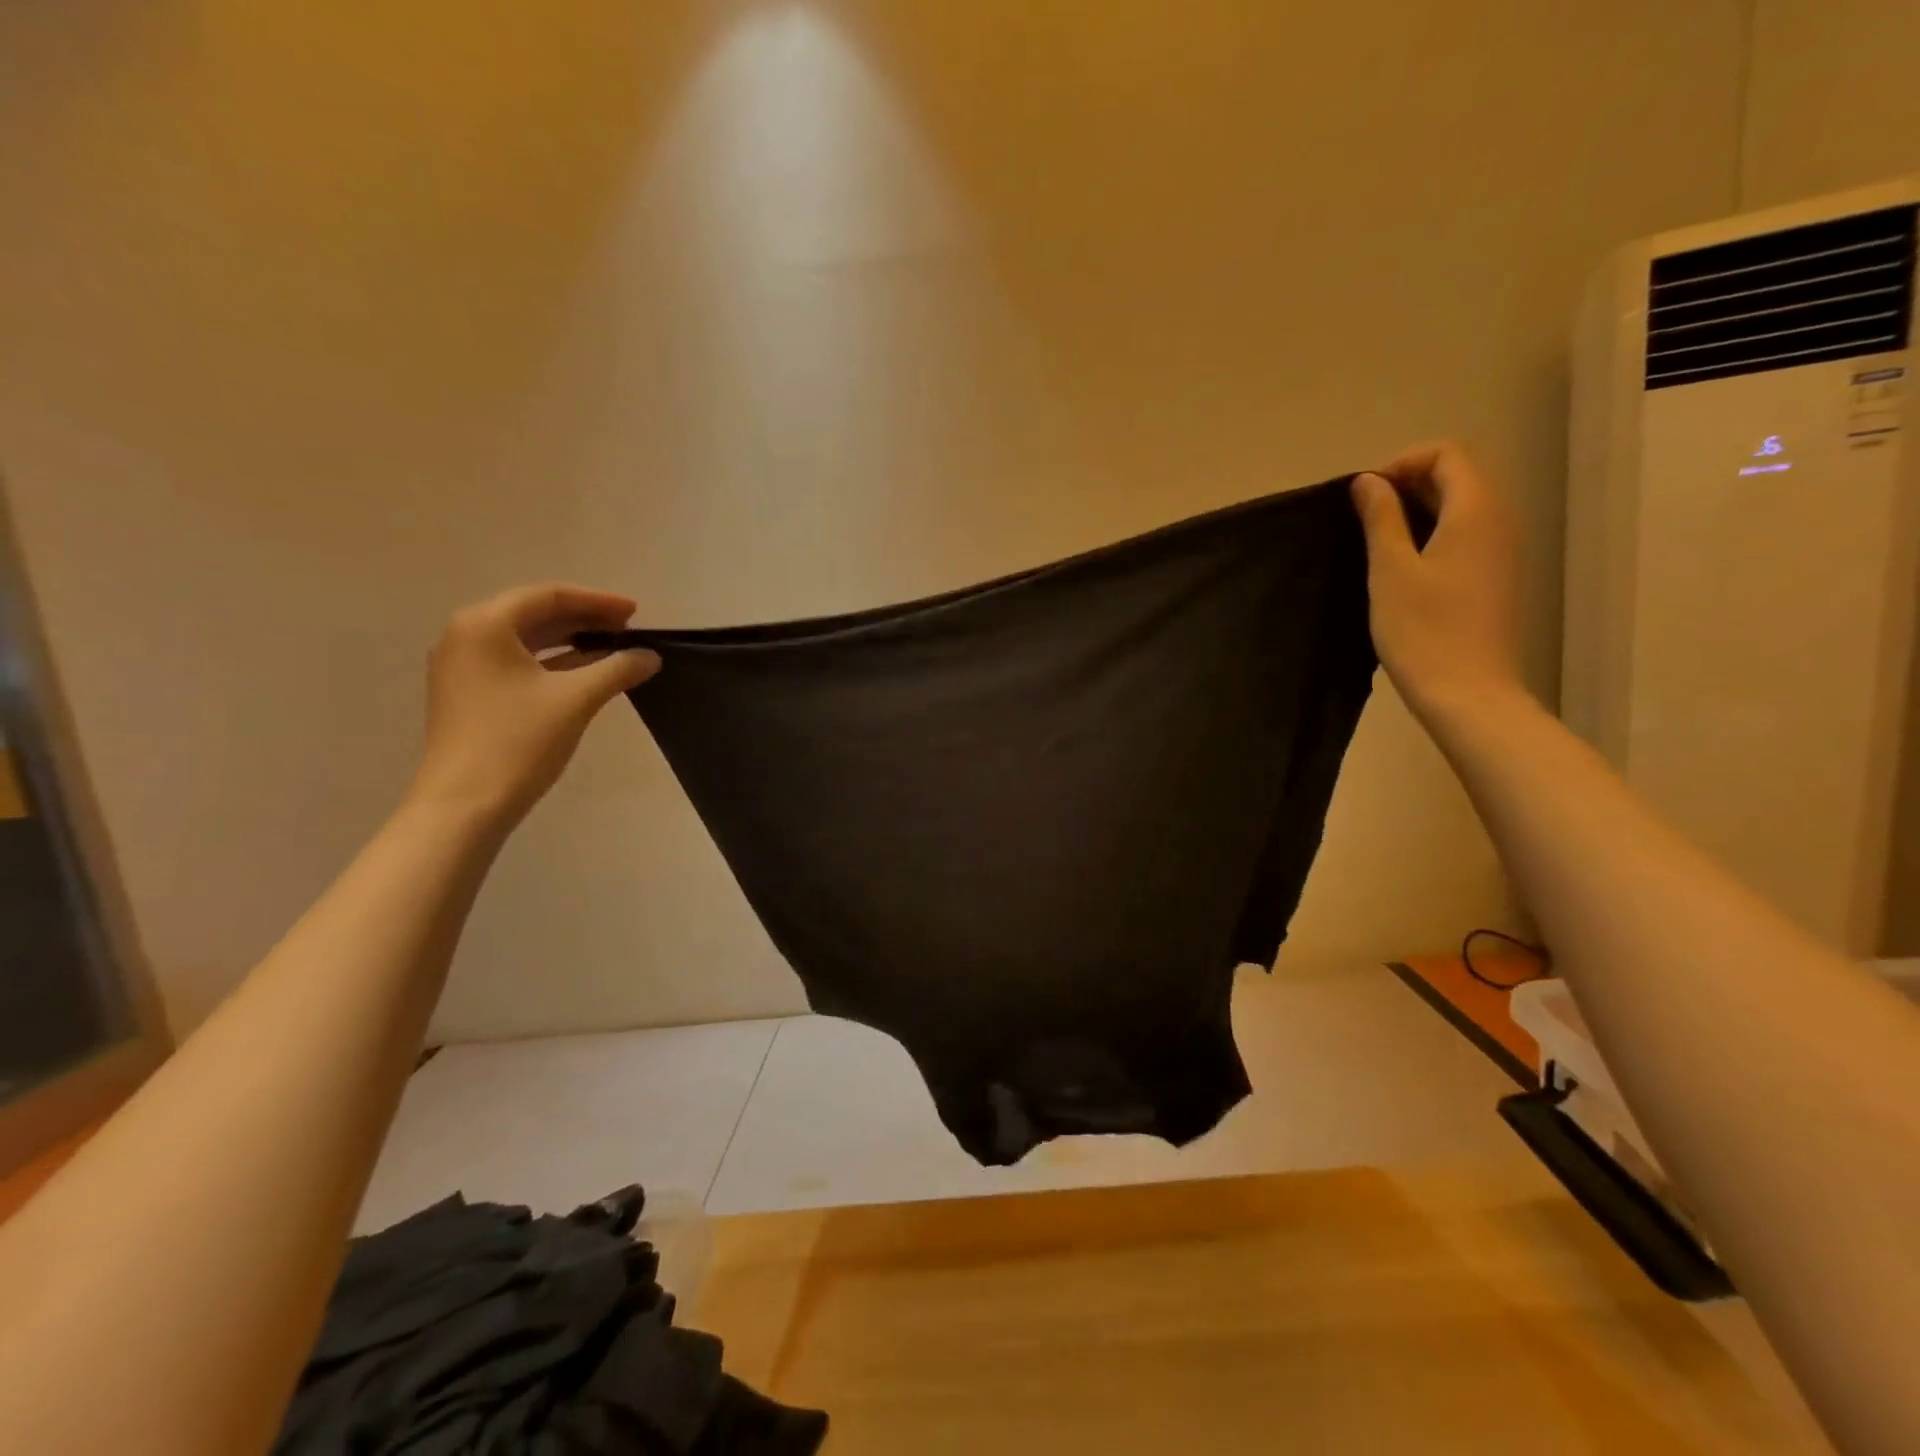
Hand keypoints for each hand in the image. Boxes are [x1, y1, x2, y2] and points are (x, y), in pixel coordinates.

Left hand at [407, 584, 660, 824]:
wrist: (464, 804)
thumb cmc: (518, 741)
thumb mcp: (576, 699)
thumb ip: (617, 669)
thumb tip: (650, 656)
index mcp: (485, 625)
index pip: (549, 596)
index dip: (597, 601)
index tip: (636, 612)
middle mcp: (467, 636)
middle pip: (534, 613)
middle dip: (584, 618)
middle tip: (628, 629)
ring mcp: (464, 667)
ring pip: (526, 640)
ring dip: (571, 640)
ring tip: (613, 648)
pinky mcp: (469, 694)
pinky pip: (517, 663)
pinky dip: (553, 662)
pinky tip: (585, 673)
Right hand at [1351, 441, 1523, 718]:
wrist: (1468, 692)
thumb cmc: (1423, 630)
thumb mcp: (1390, 571)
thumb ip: (1380, 518)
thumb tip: (1369, 481)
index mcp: (1476, 511)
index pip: (1447, 454)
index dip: (1402, 462)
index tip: (1365, 496)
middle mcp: (1499, 521)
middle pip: (1457, 476)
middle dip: (1407, 483)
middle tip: (1363, 517)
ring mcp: (1502, 550)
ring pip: (1461, 506)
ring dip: (1417, 510)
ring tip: (1376, 540)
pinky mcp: (1495, 576)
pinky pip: (1466, 534)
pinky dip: (1432, 533)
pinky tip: (1402, 565)